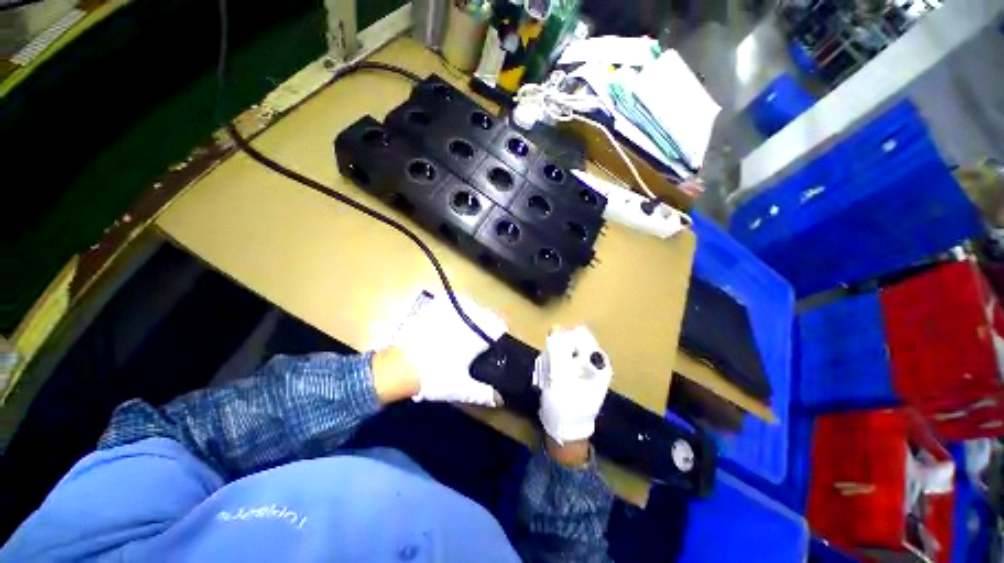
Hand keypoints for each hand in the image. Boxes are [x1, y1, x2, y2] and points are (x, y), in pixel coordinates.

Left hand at [388, 292, 505, 405]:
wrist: (401, 367)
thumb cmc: (435, 377)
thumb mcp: (461, 389)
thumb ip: (483, 394)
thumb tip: (500, 399)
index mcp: (476, 338)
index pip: (497, 327)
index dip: (500, 331)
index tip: (499, 337)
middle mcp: (465, 322)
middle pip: (486, 314)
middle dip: (489, 322)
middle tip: (485, 333)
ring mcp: (449, 314)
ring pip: (470, 304)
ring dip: (475, 311)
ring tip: (472, 321)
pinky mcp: (433, 310)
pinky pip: (449, 300)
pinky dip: (455, 303)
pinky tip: (453, 311)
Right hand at [534, 326, 612, 445]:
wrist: (564, 432)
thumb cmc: (565, 407)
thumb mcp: (559, 378)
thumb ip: (557, 351)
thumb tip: (555, 327)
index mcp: (598, 363)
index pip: (582, 335)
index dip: (564, 336)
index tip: (551, 345)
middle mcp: (594, 363)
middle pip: (573, 341)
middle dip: (558, 348)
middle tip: (549, 363)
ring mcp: (585, 369)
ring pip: (566, 349)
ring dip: (554, 357)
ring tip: (549, 373)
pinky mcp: (575, 374)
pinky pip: (562, 359)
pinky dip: (554, 363)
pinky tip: (549, 376)